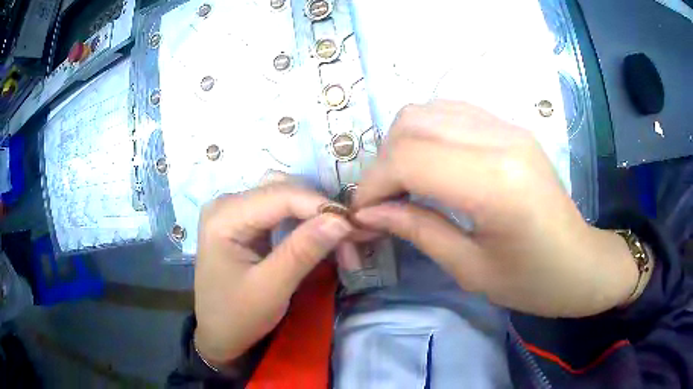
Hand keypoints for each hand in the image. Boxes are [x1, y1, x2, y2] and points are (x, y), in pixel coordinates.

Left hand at [194, 183, 351, 363]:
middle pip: (283, 189)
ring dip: (314, 214)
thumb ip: (303, 251)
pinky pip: (280, 210)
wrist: (218, 335)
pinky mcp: (244, 222)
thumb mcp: (270, 289)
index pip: (280, 194)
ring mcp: (235, 210)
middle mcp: (227, 203)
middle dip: (320, 211)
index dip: (321, 206)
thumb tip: (341, 220)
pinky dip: (304, 221)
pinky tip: (319, 237)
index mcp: (224, 216)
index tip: (355, 228)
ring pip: (285, 196)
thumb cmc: (237, 317)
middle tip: (350, 239)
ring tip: (338, 239)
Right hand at [353, 101, 637, 317]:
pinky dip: (427, 134)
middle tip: (382, 200)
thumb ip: (417, 231)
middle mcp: (501, 140)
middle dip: (383, 162)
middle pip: (412, 123)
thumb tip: (369, 213)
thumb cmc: (532, 281)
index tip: (364, 213)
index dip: (373, 184)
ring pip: (428, 110)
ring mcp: (508, 127)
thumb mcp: (470, 269)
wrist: (581, 263)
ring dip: (402, 144)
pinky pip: (451, 112)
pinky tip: (431, 165)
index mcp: (496, 184)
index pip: (409, 158)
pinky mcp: (511, 127)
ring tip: (403, 182)